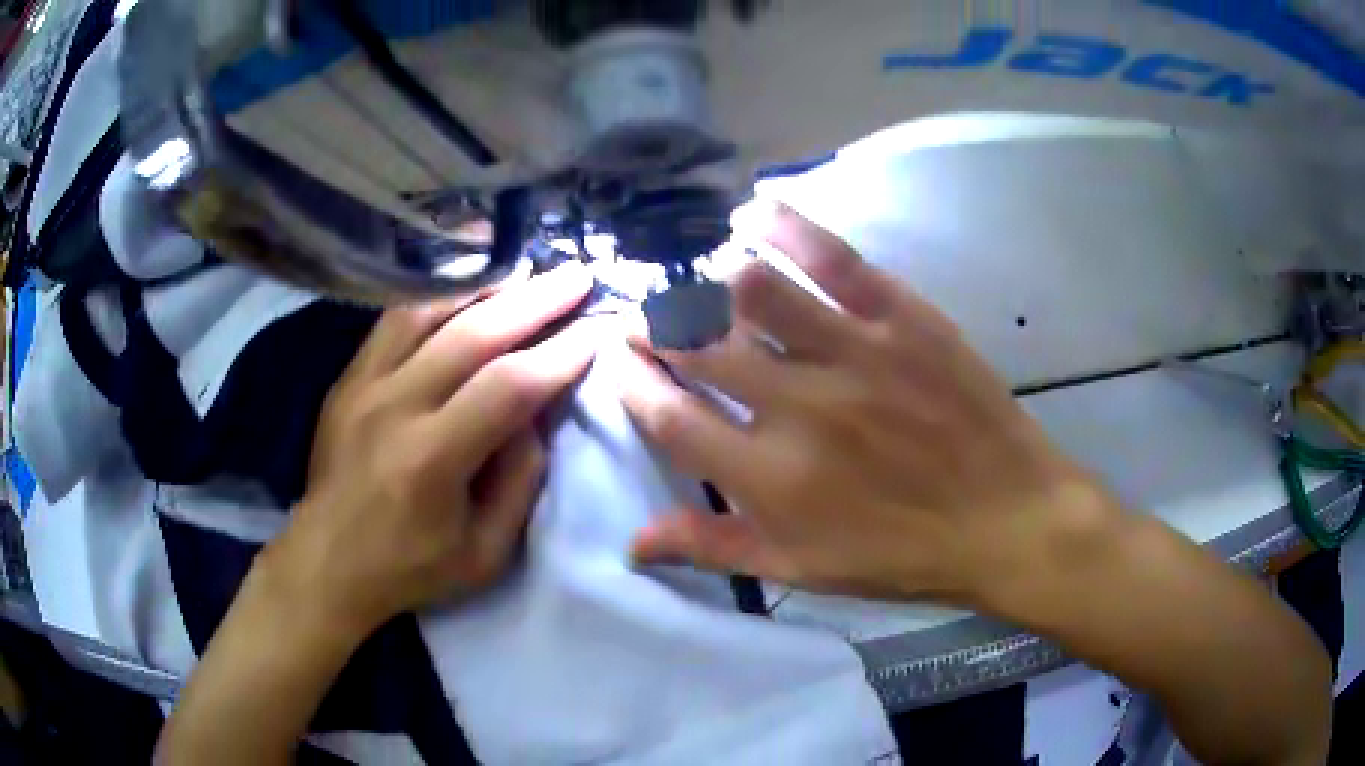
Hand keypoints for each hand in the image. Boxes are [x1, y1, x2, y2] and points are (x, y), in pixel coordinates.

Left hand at [261, 264, 595, 636]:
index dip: (558, 354)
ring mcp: (363, 385)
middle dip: (534, 301)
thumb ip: (519, 480)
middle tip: (577, 276)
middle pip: (472, 333)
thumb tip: (535, 414)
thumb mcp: (486, 552)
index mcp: (430, 460)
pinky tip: (466, 290)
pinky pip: (395, 320)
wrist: (327, 562)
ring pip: (428, 311)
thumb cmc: (411, 568)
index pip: (507, 387)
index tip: (596, 330)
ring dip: (485, 288)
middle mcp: (394, 407)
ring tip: (526, 272)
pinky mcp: (348, 378)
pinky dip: (438, 297)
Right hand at [619, 203, 1109, 607]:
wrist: (1008, 519)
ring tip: (698, 286)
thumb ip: (712, 548)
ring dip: (707, 282)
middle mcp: (799, 406)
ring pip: (752, 289)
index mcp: (770, 478)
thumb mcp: (801, 571)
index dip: (630, 383)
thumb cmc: (902, 556)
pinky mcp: (903, 317)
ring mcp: (855, 352)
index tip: (621, 362)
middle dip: (652, 327)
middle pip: (696, 344)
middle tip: (646, 321)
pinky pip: (832, 257)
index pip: (668, 416)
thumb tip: (630, 540)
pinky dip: (785, 226)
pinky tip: (754, 214)